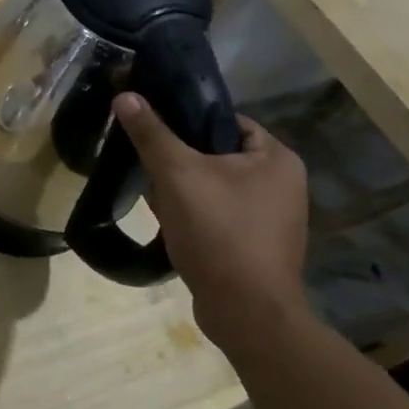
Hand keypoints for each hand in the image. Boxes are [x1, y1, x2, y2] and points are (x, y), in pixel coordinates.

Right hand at [111, 93, 310, 348]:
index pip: (225, 120)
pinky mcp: (256, 246)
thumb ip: (151, 133)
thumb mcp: (177, 174)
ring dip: (182, 189)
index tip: (153, 129)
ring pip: (213, 186)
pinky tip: (169, 223)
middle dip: (179, 161)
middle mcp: (283, 185)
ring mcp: (272, 219)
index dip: (187, 120)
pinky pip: (217, 214)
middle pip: (216, 154)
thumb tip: (125, 94)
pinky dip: (193, 214)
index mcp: (277, 159)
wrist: (245, 313)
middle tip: (149, 166)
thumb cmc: (218, 232)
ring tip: (155, 196)